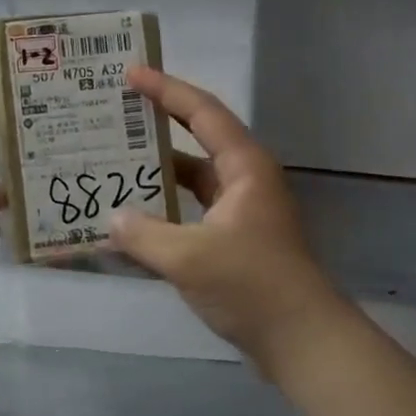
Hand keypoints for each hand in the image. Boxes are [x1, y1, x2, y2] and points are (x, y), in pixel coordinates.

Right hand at [109, 67, 355, 382]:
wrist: (303, 341)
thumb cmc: (252, 286)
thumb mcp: (189, 257)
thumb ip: (143, 234)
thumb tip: (112, 218)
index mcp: (244, 167)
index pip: (201, 112)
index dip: (166, 89)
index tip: (130, 74)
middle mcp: (244, 180)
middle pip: (196, 139)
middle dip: (156, 125)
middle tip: (115, 114)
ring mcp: (240, 212)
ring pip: (191, 180)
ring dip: (156, 173)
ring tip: (113, 164)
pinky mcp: (234, 241)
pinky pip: (191, 212)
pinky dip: (163, 211)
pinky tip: (132, 221)